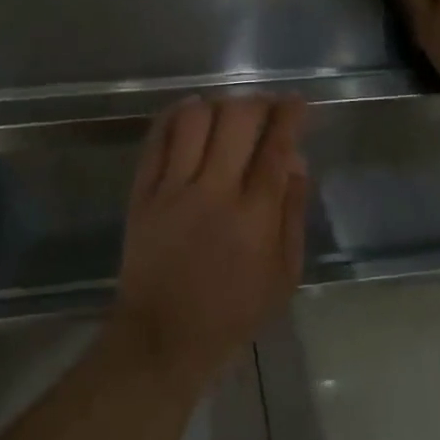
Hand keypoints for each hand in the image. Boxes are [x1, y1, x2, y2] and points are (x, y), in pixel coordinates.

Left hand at [112, 97, 308, 395]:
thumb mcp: (283, 275)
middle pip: (237, 120)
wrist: (164, 337)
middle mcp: (214, 191)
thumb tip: (297, 161)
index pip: (276, 147)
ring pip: (195, 120)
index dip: (290, 115)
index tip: (296, 102)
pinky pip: (157, 139)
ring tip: (227, 110)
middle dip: (257, 102)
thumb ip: (292, 213)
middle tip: (265, 106)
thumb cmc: (233, 312)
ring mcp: (173, 188)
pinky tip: (189, 112)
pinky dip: (175, 116)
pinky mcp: (143, 192)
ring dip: (217, 104)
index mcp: (254, 215)